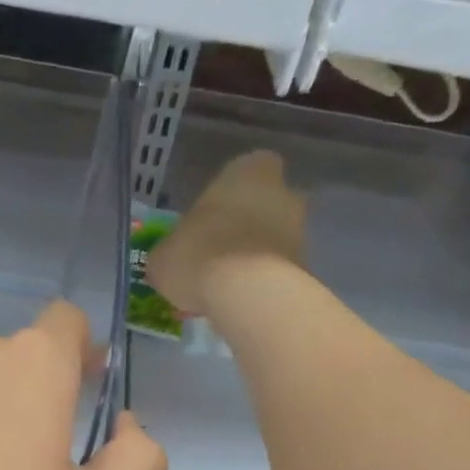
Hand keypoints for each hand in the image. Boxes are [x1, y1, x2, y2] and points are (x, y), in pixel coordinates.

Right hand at [146, 150, 306, 316]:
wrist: (247, 294)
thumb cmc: (199, 256)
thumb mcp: (163, 256)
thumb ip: (171, 251)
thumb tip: (169, 261)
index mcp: (246, 173)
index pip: (246, 167)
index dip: (229, 191)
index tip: (211, 215)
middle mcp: (282, 193)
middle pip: (266, 203)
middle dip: (248, 224)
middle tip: (219, 251)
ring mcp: (300, 231)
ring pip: (275, 237)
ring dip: (256, 255)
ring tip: (226, 285)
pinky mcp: (306, 268)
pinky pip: (279, 270)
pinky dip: (263, 282)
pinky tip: (240, 301)